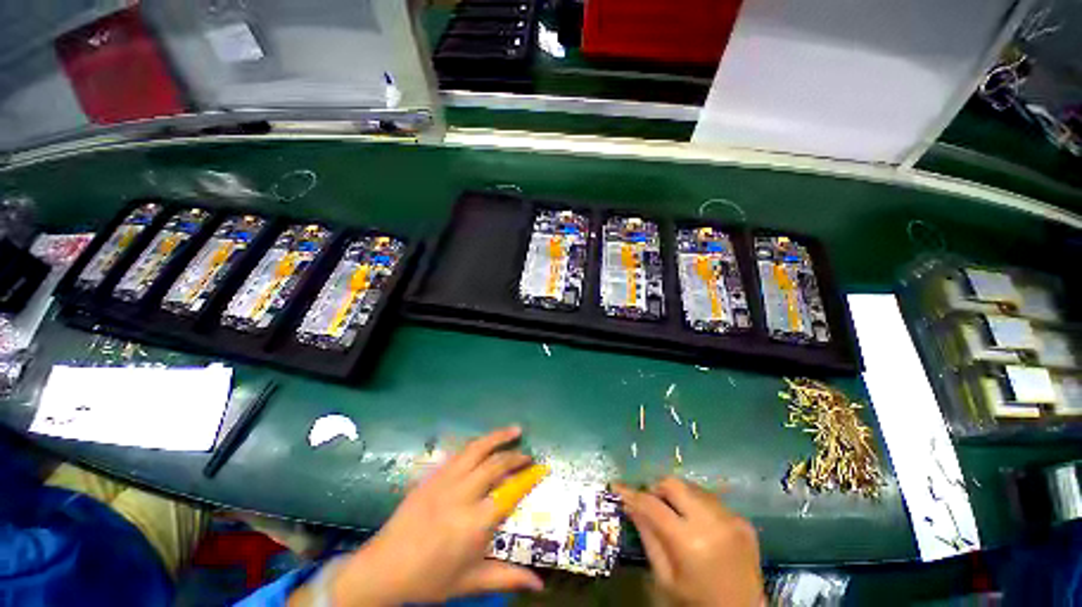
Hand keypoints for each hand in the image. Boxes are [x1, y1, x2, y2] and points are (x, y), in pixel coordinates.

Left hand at [319, 427, 543, 605]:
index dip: (528, 478)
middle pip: (495, 465)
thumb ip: (507, 577)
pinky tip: (485, 443)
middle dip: (516, 457)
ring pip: (477, 449)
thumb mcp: (470, 581)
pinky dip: (477, 444)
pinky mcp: (432, 475)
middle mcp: (461, 495)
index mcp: (473, 524)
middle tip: (528, 456)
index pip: (509, 492)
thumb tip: (540, 583)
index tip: (541, 469)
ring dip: (498, 437)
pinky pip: (459, 452)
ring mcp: (444, 481)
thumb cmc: (429, 580)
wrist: (383, 570)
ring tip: (515, 430)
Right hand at [613, 478, 763, 606]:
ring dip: (678, 495)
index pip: (652, 505)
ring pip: (692, 487)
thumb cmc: (697, 602)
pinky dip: (698, 505)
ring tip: (674, 513)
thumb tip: (630, 505)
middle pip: (674, 484)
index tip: (617, 487)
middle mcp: (711, 523)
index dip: (632, 494)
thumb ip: (648, 537)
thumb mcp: (665, 578)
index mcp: (689, 542)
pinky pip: (711, 500)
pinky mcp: (743, 521)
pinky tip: (698, 524)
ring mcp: (731, 519)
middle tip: (650, 501)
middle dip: (657, 488)